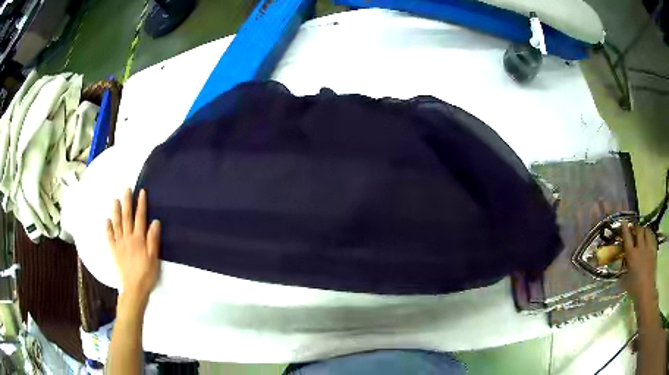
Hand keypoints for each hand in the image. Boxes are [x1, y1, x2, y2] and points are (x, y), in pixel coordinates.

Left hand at [107, 189, 160, 303]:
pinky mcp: (114, 251)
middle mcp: (128, 238)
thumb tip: (155, 221)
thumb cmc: (147, 274)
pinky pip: (109, 237)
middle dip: (127, 202)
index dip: (141, 204)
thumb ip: (153, 240)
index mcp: (139, 239)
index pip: (140, 218)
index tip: (141, 192)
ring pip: (117, 224)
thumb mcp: (154, 258)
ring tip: (115, 199)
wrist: (134, 288)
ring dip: (116, 211)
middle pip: (127, 217)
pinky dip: (107, 228)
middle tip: (126, 189)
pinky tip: (107, 220)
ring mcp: (119, 243)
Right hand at [621, 221, 658, 306]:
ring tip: (643, 233)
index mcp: (632, 256)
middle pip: (639, 230)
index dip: (625, 229)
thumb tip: (621, 266)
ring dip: (644, 230)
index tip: (624, 222)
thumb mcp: (626, 282)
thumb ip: (624, 271)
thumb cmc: (634, 289)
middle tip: (634, 230)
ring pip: (647, 231)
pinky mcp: (654, 250)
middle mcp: (640, 248)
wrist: (646, 291)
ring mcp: (648, 248)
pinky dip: (650, 235)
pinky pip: (652, 237)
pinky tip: (649, 239)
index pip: (627, 238)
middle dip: (636, 228)